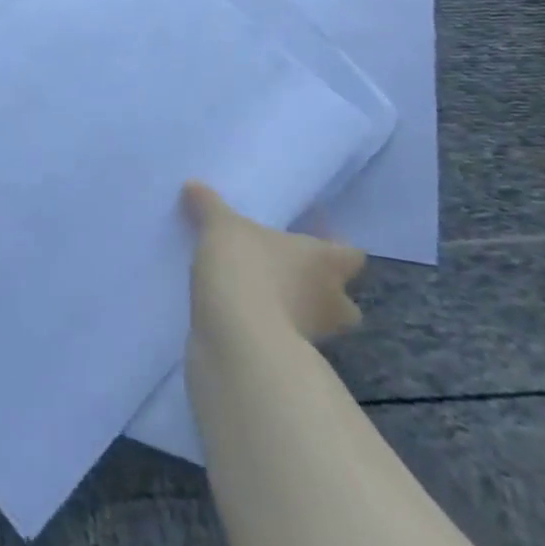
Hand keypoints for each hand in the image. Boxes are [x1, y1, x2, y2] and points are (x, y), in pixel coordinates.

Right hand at [184, 183, 365, 346]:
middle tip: (291, 276)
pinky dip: (270, 330)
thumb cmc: (245, 267)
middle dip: (323, 292)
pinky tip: (243, 316)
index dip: (335, 248)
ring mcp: (314, 336)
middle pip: (344, 300)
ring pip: (316, 323)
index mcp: (325, 261)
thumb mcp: (220, 226)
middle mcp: (331, 300)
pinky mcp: (289, 359)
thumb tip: (193, 186)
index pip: (351, 255)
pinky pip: (285, 340)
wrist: (238, 337)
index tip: (312, 240)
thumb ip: (209, 205)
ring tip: (261, 296)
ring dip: (296, 313)